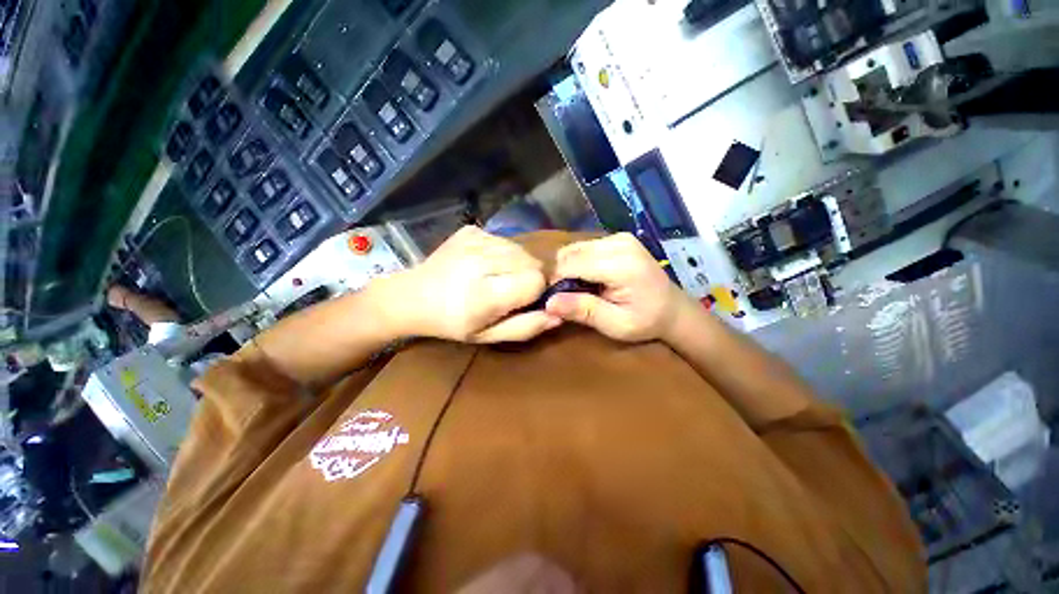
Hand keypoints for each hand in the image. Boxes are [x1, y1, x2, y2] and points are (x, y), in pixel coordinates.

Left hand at [388, 226, 560, 343]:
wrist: (412, 296)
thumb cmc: (453, 323)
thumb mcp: (488, 336)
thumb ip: (525, 328)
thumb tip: (558, 315)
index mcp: (485, 293)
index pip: (535, 280)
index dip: (537, 291)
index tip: (526, 299)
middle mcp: (481, 261)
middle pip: (532, 260)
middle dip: (532, 275)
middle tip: (513, 288)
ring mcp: (474, 240)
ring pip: (520, 248)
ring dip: (519, 263)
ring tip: (499, 275)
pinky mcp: (470, 230)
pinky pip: (504, 239)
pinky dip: (504, 252)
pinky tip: (486, 264)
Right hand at [545, 233, 688, 342]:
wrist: (673, 309)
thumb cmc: (645, 321)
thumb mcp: (615, 325)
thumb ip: (583, 310)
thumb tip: (548, 303)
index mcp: (621, 265)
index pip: (571, 265)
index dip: (555, 282)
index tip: (553, 300)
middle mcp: (619, 243)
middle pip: (570, 253)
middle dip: (560, 274)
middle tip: (566, 297)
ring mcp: (619, 237)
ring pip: (574, 248)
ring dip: (568, 268)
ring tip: (578, 289)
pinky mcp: (618, 238)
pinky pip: (585, 247)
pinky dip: (578, 262)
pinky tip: (587, 278)